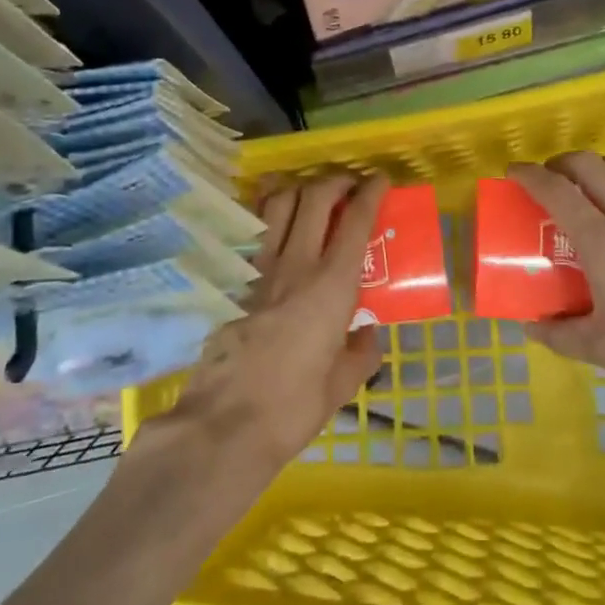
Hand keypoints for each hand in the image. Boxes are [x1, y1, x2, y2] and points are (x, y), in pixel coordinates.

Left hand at [162, 173, 387, 473]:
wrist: (224, 424)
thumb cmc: (293, 407)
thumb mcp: (341, 386)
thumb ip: (361, 354)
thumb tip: (368, 334)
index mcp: (332, 286)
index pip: (355, 220)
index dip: (371, 192)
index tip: (380, 180)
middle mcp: (296, 264)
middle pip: (315, 197)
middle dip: (335, 180)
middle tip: (348, 185)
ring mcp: (258, 269)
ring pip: (277, 203)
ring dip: (298, 188)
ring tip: (309, 195)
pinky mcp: (231, 281)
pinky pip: (251, 230)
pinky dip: (265, 212)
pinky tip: (271, 220)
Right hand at [508, 153, 604, 426]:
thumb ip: (561, 334)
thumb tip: (529, 326)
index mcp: (603, 244)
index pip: (556, 191)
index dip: (529, 175)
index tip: (513, 173)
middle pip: (589, 165)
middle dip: (561, 163)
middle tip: (551, 181)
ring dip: (601, 165)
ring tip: (593, 183)